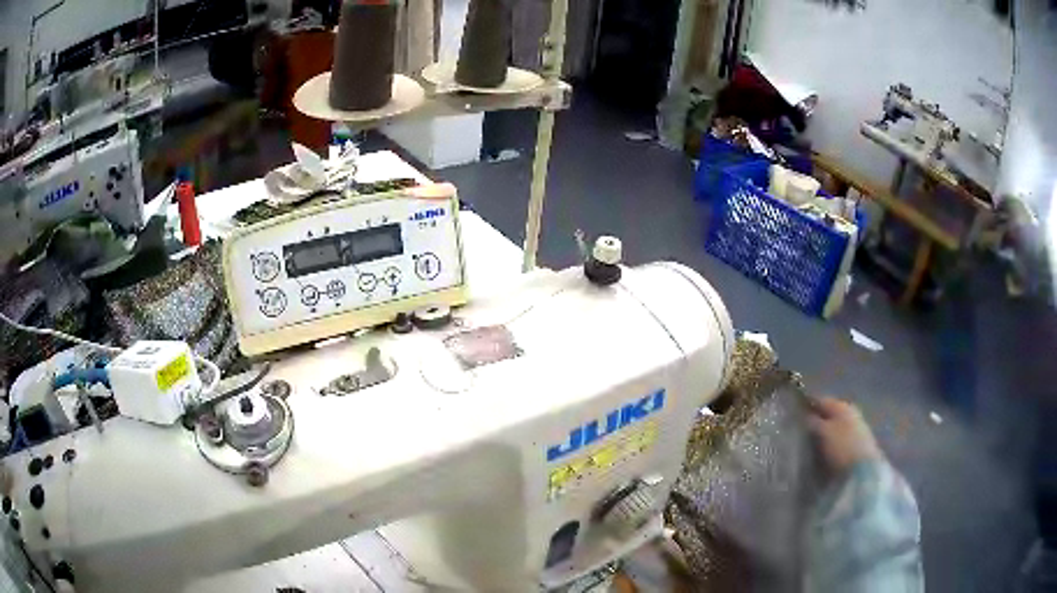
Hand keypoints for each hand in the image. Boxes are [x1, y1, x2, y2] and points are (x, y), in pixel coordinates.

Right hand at [807, 397, 882, 475]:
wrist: (864, 470)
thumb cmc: (842, 446)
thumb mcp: (823, 432)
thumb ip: (812, 421)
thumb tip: (804, 415)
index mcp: (841, 405)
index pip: (820, 400)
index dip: (807, 406)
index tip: (793, 416)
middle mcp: (850, 412)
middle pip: (828, 414)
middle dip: (816, 422)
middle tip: (800, 433)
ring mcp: (857, 429)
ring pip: (834, 428)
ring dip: (823, 435)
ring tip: (809, 447)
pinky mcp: (858, 445)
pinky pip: (840, 441)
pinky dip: (831, 445)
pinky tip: (823, 454)